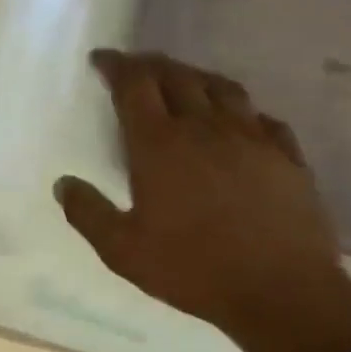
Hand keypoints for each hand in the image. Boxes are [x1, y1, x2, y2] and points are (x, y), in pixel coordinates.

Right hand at [55, 50, 350, 351]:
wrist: (282, 292)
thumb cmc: (191, 268)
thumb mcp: (121, 250)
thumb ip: (87, 213)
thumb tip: (63, 184)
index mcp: (160, 146)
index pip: (134, 86)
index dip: (116, 66)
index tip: (101, 59)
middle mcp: (205, 129)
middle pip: (177, 77)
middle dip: (151, 64)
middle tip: (134, 64)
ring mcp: (253, 140)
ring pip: (222, 89)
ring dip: (195, 76)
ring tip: (182, 79)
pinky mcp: (287, 158)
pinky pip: (262, 118)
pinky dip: (242, 110)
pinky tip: (239, 121)